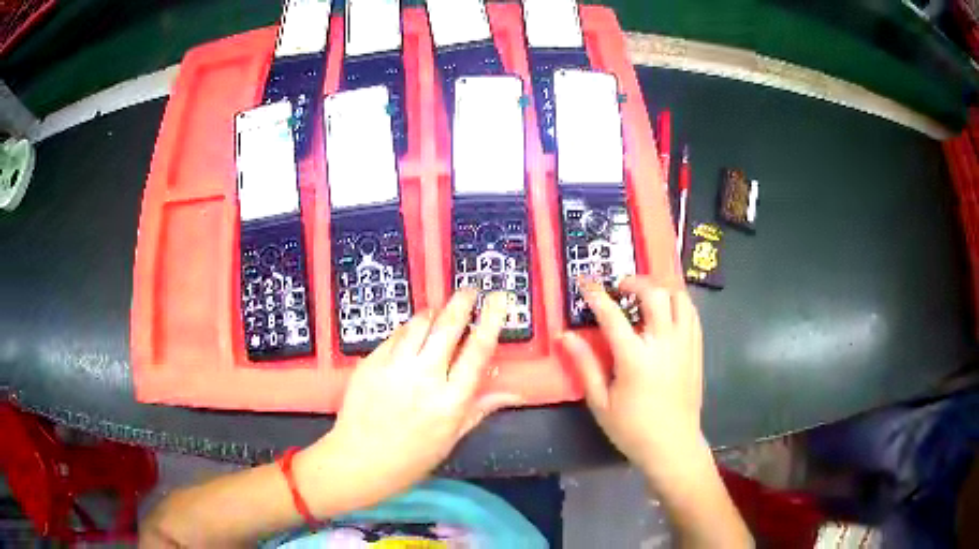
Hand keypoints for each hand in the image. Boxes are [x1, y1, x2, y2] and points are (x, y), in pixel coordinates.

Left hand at [299, 290, 520, 511]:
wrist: (359, 461)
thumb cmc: (411, 458)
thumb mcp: (452, 438)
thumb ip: (481, 408)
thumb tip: (515, 393)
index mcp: (451, 400)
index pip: (478, 350)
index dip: (491, 319)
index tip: (499, 298)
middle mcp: (424, 377)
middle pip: (448, 326)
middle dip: (462, 301)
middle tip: (470, 290)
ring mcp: (394, 367)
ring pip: (419, 323)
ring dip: (434, 312)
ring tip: (440, 312)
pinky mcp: (371, 362)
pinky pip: (395, 335)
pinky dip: (408, 330)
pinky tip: (412, 335)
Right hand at [560, 276, 705, 479]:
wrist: (673, 445)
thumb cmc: (632, 428)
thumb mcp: (600, 401)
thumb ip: (585, 365)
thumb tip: (565, 336)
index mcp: (635, 358)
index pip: (612, 315)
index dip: (596, 295)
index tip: (585, 283)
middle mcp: (664, 343)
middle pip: (654, 294)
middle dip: (635, 282)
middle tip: (620, 288)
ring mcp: (685, 344)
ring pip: (679, 298)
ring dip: (661, 289)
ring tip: (646, 296)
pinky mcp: (697, 350)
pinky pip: (692, 313)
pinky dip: (678, 303)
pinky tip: (667, 312)